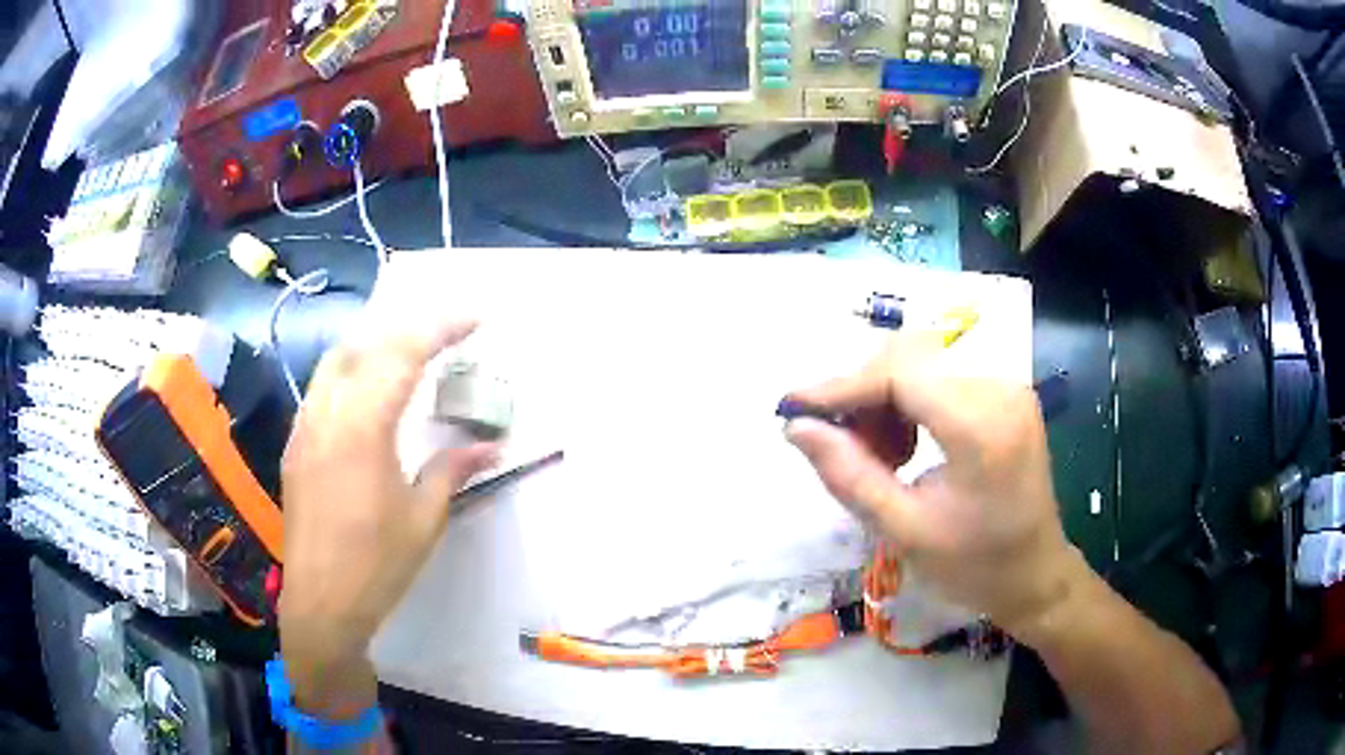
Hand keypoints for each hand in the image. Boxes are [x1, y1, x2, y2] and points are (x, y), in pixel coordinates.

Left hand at [279, 315, 498, 714]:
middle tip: (444, 335)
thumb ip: (452, 470)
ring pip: (336, 360)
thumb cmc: (377, 565)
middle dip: (407, 329)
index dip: (441, 328)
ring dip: (374, 346)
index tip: (476, 318)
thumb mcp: (424, 520)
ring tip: (406, 355)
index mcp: (363, 428)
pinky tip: (367, 396)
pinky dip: (349, 373)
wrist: (321, 603)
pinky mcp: (295, 445)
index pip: (403, 355)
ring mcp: (305, 427)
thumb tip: (492, 445)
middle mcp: (327, 414)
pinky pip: (321, 389)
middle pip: (365, 344)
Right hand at [784, 332, 1083, 636]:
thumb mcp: (904, 530)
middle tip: (835, 441)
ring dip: (883, 396)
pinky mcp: (1007, 392)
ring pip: (922, 361)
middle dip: (861, 393)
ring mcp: (1008, 385)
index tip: (794, 408)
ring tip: (873, 452)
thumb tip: (797, 428)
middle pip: (909, 357)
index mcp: (981, 425)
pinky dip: (909, 400)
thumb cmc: (975, 566)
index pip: (898, 372)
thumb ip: (849, 474)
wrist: (1035, 574)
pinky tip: (903, 443)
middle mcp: (1000, 388)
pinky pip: (943, 375)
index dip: (841, 386)